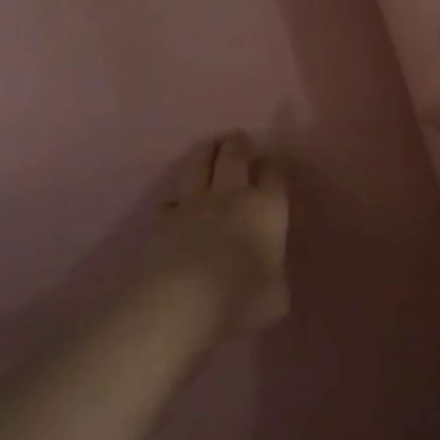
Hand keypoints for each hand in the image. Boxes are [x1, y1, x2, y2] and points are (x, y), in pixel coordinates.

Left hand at [152, 131, 290, 335]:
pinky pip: (171, 200)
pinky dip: (177, 197)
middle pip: (233, 158)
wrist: (180, 303)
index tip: (276, 162)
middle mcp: (231, 196)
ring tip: (209, 145)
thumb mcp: (276, 295)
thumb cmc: (241, 299)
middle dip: (239, 145)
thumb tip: (268, 271)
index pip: (275, 176)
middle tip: (239, 137)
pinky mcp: (163, 221)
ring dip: (205, 153)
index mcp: (266, 209)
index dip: (276, 166)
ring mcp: (193, 205)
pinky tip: (177, 201)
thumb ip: (274, 275)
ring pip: (198, 166)